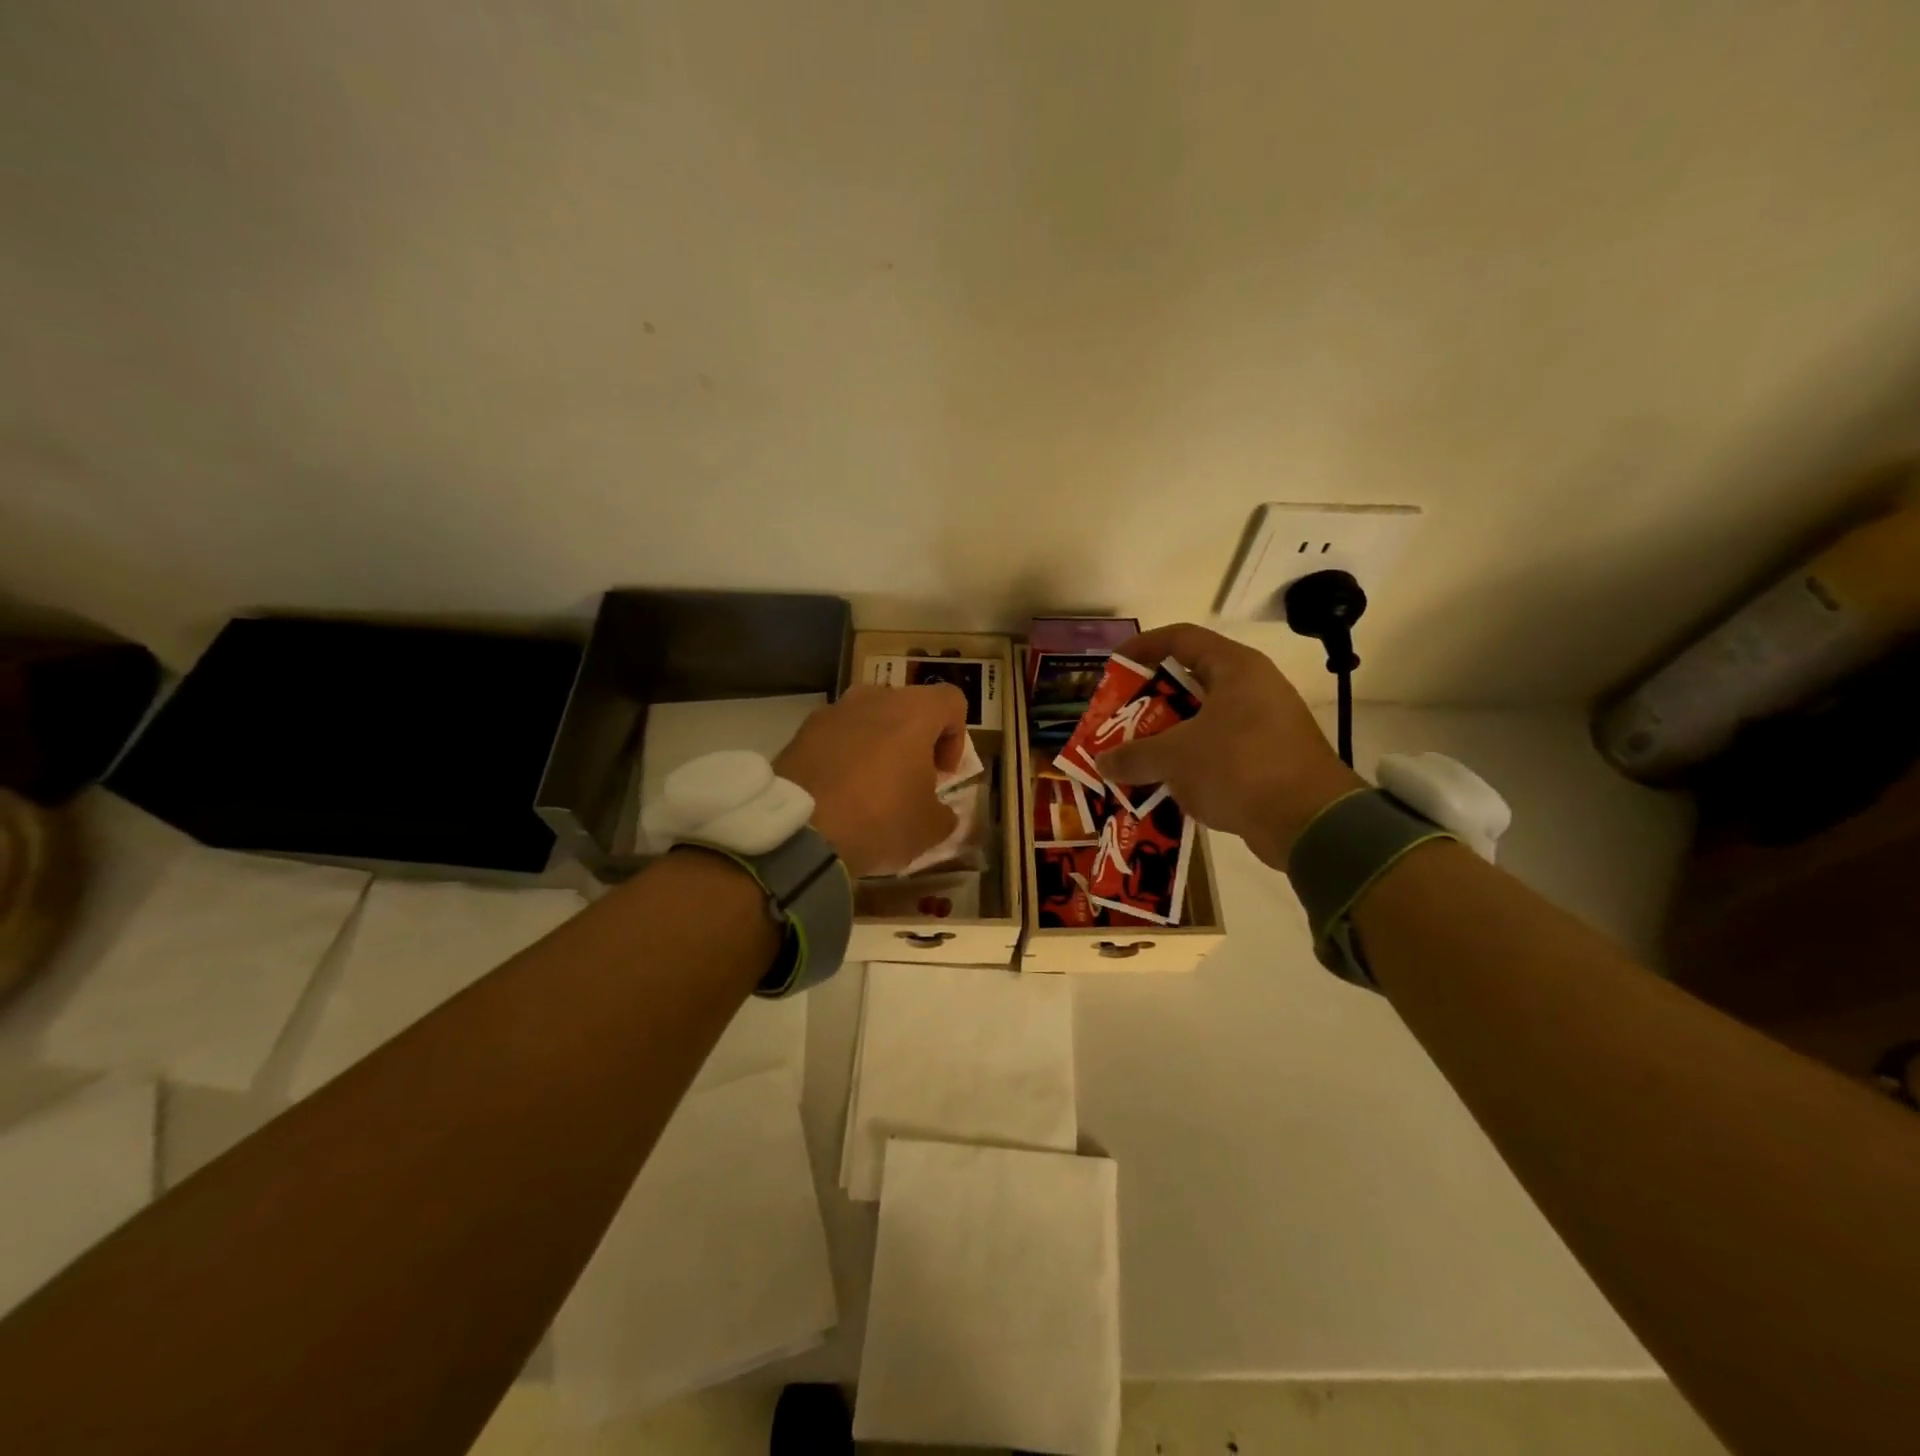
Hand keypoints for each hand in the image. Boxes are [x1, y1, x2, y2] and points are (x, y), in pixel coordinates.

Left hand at [774, 683, 969, 877]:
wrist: (800, 831)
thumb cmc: (880, 819)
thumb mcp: (930, 828)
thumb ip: (944, 813)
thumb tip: (939, 812)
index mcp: (914, 711)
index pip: (952, 701)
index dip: (956, 736)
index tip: (943, 772)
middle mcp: (874, 698)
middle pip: (907, 707)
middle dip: (914, 739)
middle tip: (910, 779)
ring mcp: (833, 711)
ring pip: (869, 719)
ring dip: (878, 745)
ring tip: (872, 787)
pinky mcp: (802, 731)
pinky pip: (836, 736)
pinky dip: (844, 756)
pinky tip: (839, 793)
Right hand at [1096, 623, 1363, 870]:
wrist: (1310, 822)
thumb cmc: (1239, 767)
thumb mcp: (1175, 757)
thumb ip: (1133, 755)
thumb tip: (1102, 762)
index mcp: (1235, 669)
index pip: (1181, 638)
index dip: (1142, 647)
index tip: (1112, 668)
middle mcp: (1253, 689)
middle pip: (1189, 681)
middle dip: (1148, 702)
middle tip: (1117, 721)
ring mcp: (1264, 725)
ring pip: (1202, 721)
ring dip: (1165, 737)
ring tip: (1132, 754)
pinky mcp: (1268, 760)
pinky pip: (1217, 751)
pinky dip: (1188, 762)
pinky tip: (1162, 782)